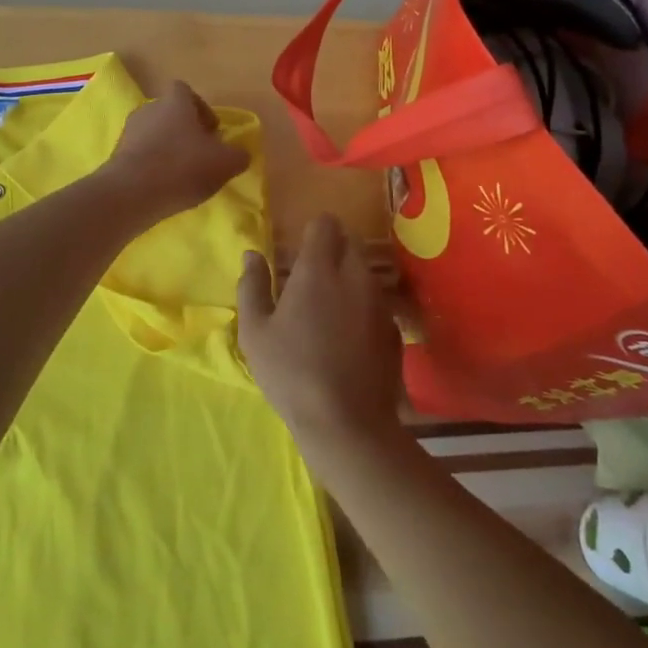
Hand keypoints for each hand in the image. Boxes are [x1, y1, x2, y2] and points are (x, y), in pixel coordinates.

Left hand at [101, 81, 249, 222]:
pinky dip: (152, 165)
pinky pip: (140, 154)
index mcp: (175, 102)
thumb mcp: (225, 163)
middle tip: (200, 154)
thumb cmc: (183, 167)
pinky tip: (163, 186)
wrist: (132, 193)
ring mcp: (129, 131)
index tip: (212, 132)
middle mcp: (149, 109)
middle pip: (169, 113)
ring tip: (182, 174)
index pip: (186, 91)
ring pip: (154, 134)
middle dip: (185, 131)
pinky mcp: (117, 155)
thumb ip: (238, 155)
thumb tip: (239, 154)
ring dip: (168, 148)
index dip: (201, 108)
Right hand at [237, 215, 403, 476]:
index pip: (325, 224)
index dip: (313, 231)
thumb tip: (252, 254)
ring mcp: (380, 303)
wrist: (348, 423)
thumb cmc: (292, 373)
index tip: (300, 249)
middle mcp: (355, 276)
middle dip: (333, 250)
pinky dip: (363, 307)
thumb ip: (253, 285)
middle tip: (311, 277)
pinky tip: (349, 336)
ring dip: (349, 278)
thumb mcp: (255, 331)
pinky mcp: (395, 330)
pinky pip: (377, 303)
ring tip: (329, 307)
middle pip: (351, 243)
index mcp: (319, 270)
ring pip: (366, 273)